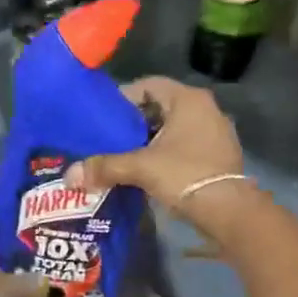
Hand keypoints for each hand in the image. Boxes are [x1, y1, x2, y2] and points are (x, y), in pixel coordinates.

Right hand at [65, 77, 253, 235]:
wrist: (228, 211)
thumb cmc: (185, 176)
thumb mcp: (140, 168)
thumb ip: (105, 167)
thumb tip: (69, 176)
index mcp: (188, 99)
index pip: (148, 85)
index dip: (123, 98)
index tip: (103, 117)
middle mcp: (205, 108)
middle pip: (160, 107)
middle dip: (135, 122)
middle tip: (109, 138)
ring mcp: (216, 131)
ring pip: (173, 127)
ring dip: (150, 139)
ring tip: (124, 156)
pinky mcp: (219, 154)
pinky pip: (186, 144)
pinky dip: (166, 153)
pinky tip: (148, 170)